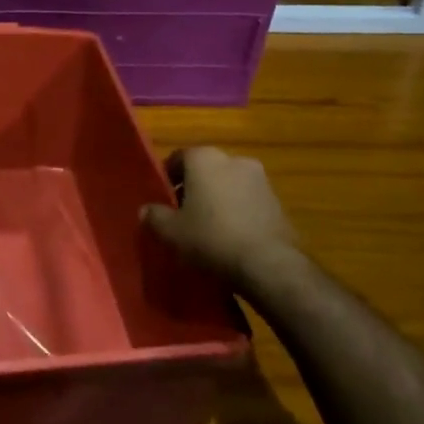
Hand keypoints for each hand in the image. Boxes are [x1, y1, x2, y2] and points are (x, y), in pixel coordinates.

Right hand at [141, 147, 296, 289]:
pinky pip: (249, 201)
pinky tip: (233, 237)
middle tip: (184, 214)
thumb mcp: (172, 232)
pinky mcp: (278, 202)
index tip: (163, 199)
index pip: (179, 158)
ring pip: (229, 184)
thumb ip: (155, 216)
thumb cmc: (212, 238)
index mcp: (204, 158)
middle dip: (195, 188)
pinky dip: (239, 212)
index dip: (168, 178)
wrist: (269, 265)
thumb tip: (145, 210)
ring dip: (219, 199)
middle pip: (206, 170)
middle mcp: (233, 159)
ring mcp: (260, 179)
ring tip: (210, 228)